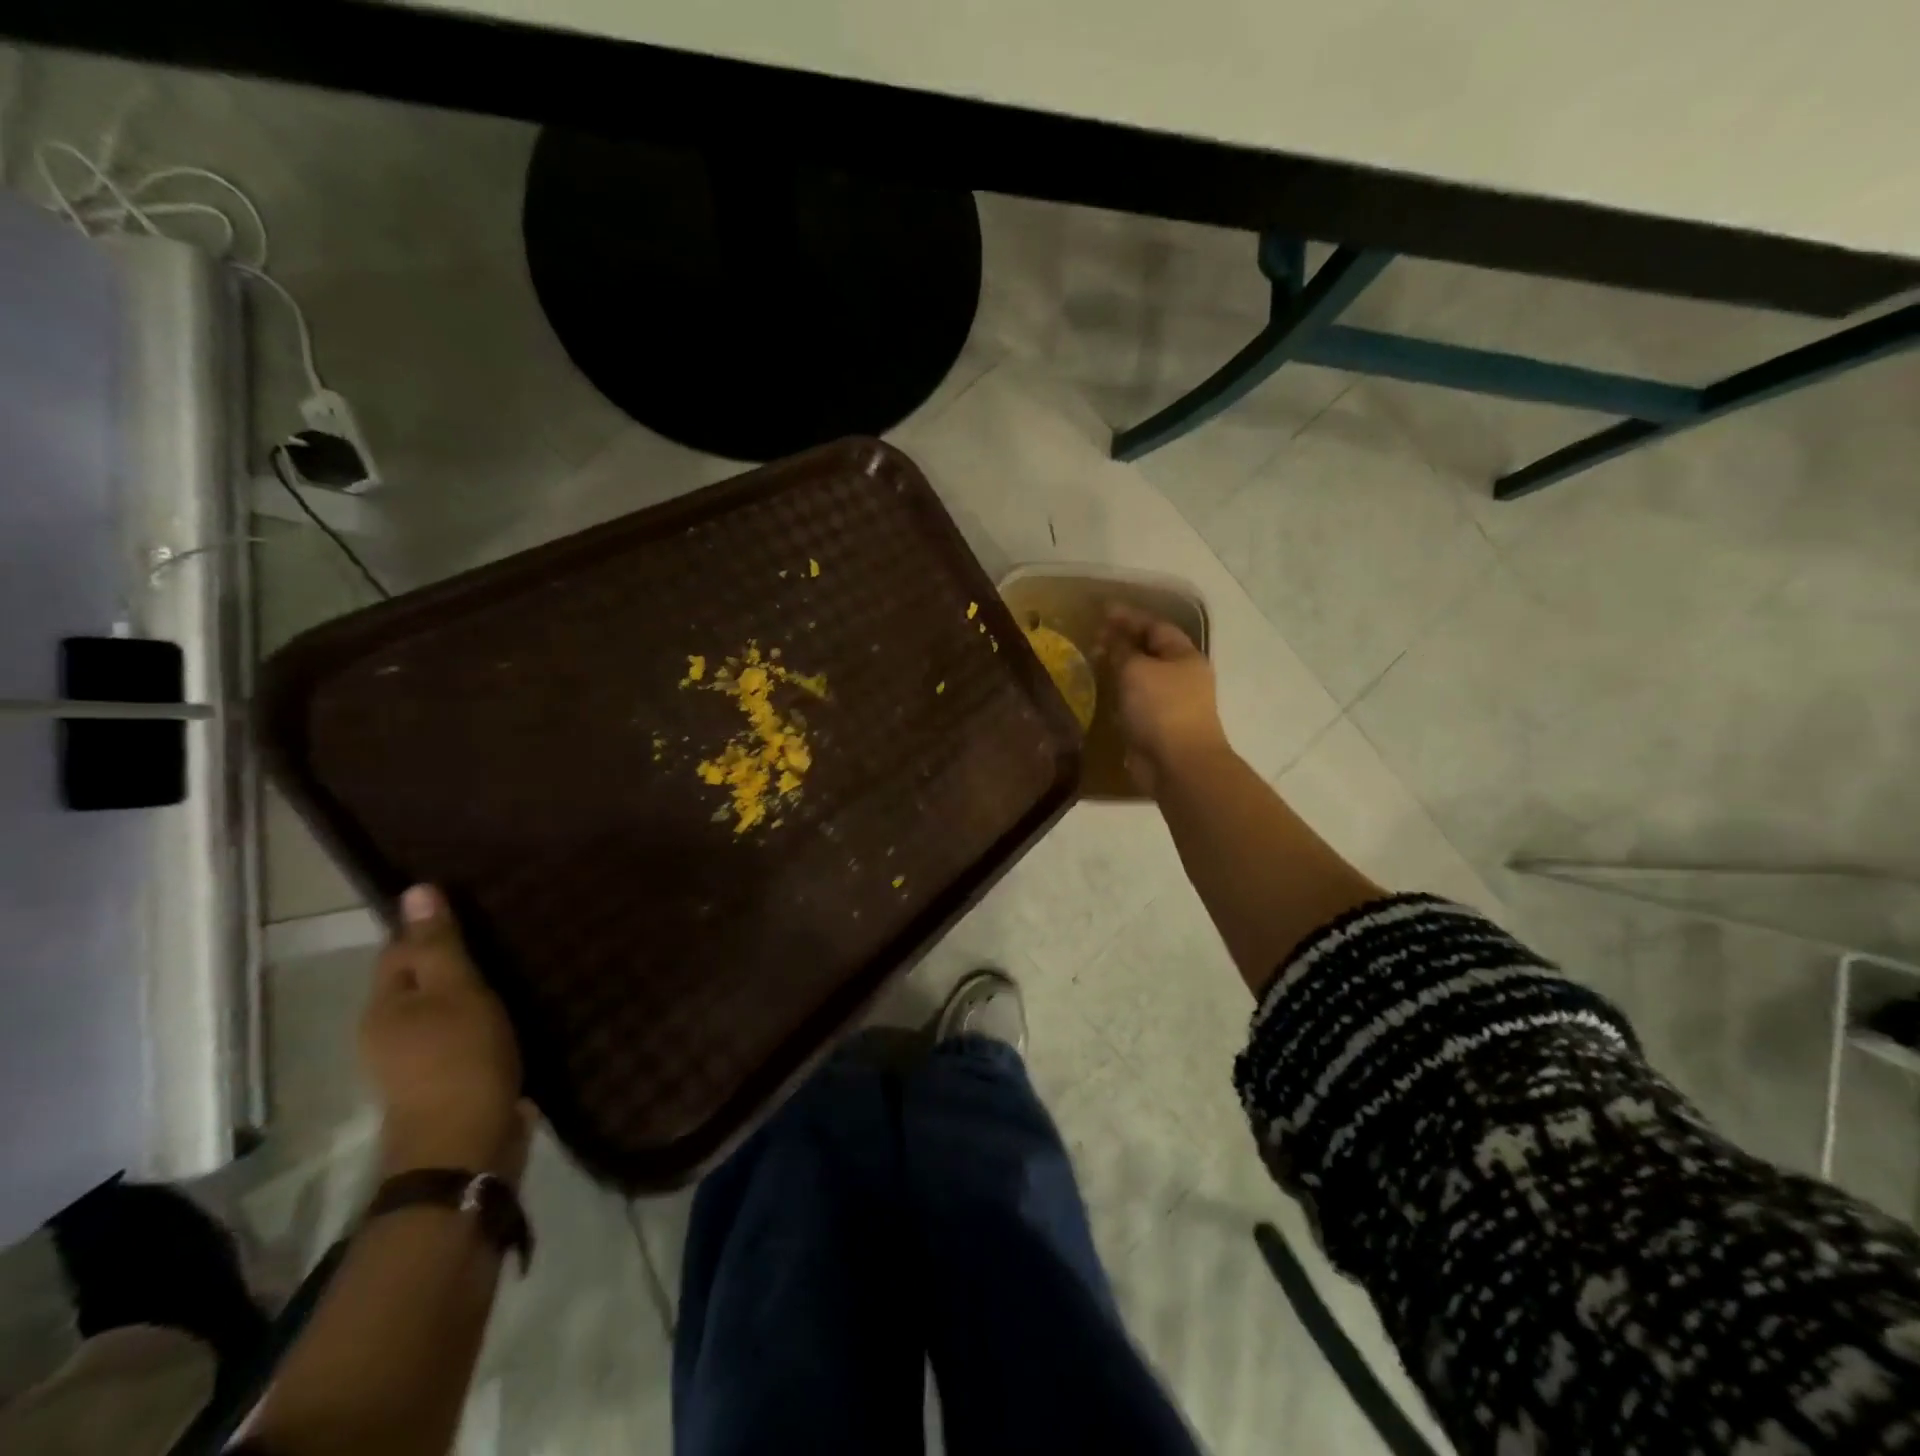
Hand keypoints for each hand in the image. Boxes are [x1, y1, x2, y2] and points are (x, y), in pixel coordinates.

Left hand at [362, 885, 529, 1182]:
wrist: (466, 1144)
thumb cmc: (459, 1057)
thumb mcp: (455, 991)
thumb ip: (438, 944)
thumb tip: (416, 889)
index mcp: (384, 1006)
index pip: (398, 949)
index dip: (428, 926)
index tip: (471, 906)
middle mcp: (388, 1031)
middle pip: (417, 981)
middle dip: (449, 959)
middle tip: (498, 934)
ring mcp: (414, 1062)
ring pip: (440, 1009)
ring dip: (466, 991)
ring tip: (510, 968)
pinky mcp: (444, 1082)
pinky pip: (459, 1034)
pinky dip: (478, 1019)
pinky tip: (508, 1012)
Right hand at [1099, 605, 1229, 794]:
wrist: (1179, 764)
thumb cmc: (1161, 709)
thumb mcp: (1136, 670)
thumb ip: (1122, 650)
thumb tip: (1112, 638)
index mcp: (1184, 656)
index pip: (1155, 626)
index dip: (1129, 617)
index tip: (1102, 611)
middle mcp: (1182, 676)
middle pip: (1150, 650)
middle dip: (1123, 641)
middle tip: (1094, 638)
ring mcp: (1172, 703)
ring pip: (1142, 677)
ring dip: (1120, 668)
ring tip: (1094, 661)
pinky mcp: (1158, 726)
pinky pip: (1136, 701)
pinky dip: (1120, 693)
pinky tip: (1102, 692)